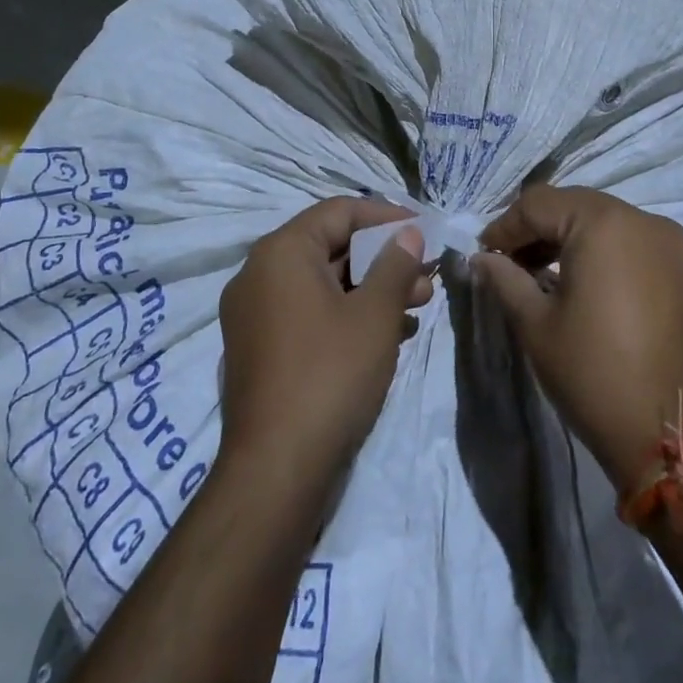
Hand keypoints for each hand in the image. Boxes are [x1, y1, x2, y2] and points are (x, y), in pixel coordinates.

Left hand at [218, 197, 434, 492]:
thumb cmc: (330, 375)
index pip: (339, 211)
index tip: (425, 231)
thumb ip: (395, 264)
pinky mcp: (260, 348)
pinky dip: (347, 315)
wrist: (275, 470)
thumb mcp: (375, 314)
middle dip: (383, 259)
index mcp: (281, 253)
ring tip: (417, 307)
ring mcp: (254, 314)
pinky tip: (388, 335)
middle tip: (427, 277)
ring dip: (371, 289)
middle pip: (331, 247)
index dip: (386, 216)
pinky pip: (309, 313)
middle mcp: (259, 274)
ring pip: (323, 284)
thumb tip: (408, 233)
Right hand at [473, 185, 682, 492]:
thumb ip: (504, 279)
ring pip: (603, 220)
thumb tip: (481, 258)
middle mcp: (641, 219)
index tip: (484, 254)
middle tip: (508, 263)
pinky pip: (631, 240)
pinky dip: (601, 249)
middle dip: (536, 229)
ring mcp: (669, 241)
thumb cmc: (592, 372)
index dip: (505, 227)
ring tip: (540, 272)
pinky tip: (582, 280)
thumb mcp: (535, 323)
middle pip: (573, 205)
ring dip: (568, 237)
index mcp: (603, 223)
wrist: (667, 431)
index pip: (539, 204)